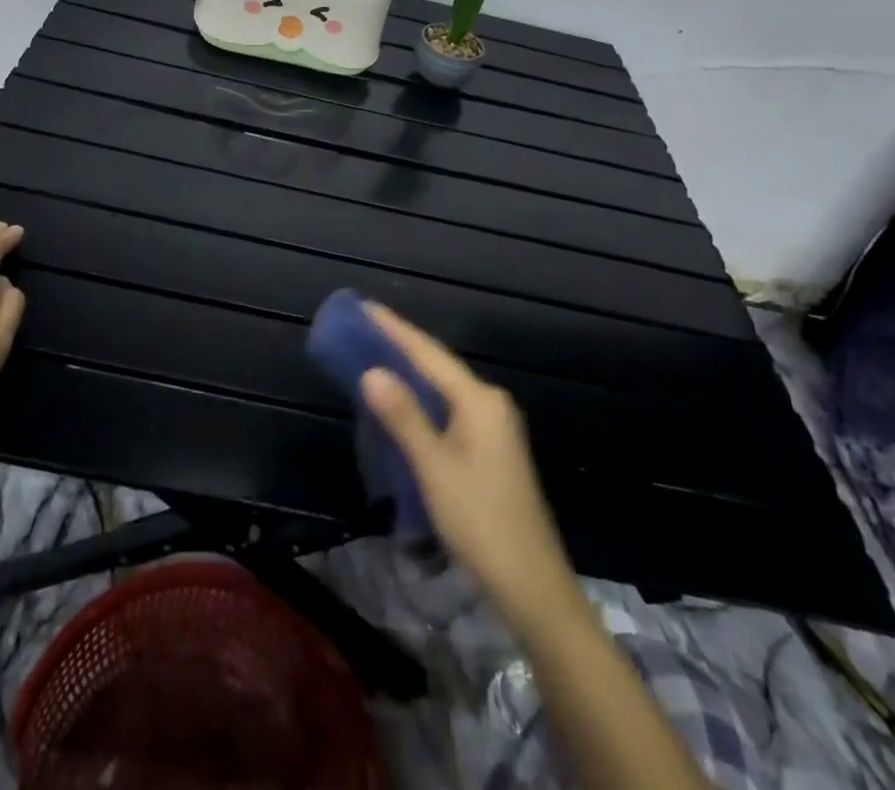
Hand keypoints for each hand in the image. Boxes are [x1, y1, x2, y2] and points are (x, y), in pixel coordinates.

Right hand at [361, 303, 581, 629]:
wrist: (533, 587)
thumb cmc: (480, 522)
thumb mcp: (434, 468)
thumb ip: (404, 417)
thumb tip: (372, 371)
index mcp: (479, 400)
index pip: (429, 353)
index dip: (394, 329)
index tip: (364, 306)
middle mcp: (489, 404)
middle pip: (437, 366)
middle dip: (400, 347)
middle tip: (361, 331)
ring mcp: (493, 428)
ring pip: (443, 390)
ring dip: (409, 375)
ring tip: (372, 359)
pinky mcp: (491, 451)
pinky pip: (449, 411)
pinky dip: (421, 402)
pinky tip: (401, 406)